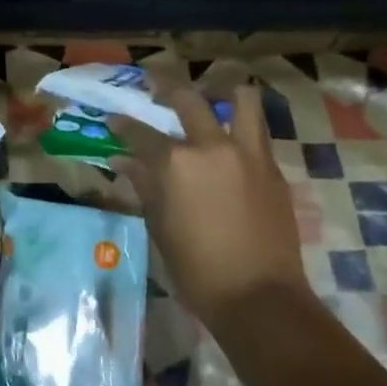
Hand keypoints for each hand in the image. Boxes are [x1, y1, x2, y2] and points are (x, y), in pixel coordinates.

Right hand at [109, 84, 308, 332]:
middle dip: (166, 86)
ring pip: (241, 99)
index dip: (123, 125)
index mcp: (176, 163)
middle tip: (155, 86)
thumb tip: (123, 162)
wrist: (260, 298)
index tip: (114, 120)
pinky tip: (231, 141)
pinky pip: (258, 131)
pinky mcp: (272, 168)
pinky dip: (242, 126)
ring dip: (223, 93)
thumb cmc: (198, 270)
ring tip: (212, 97)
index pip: (141, 133)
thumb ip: (144, 186)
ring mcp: (247, 153)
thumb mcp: (160, 227)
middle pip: (187, 99)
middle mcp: (211, 146)